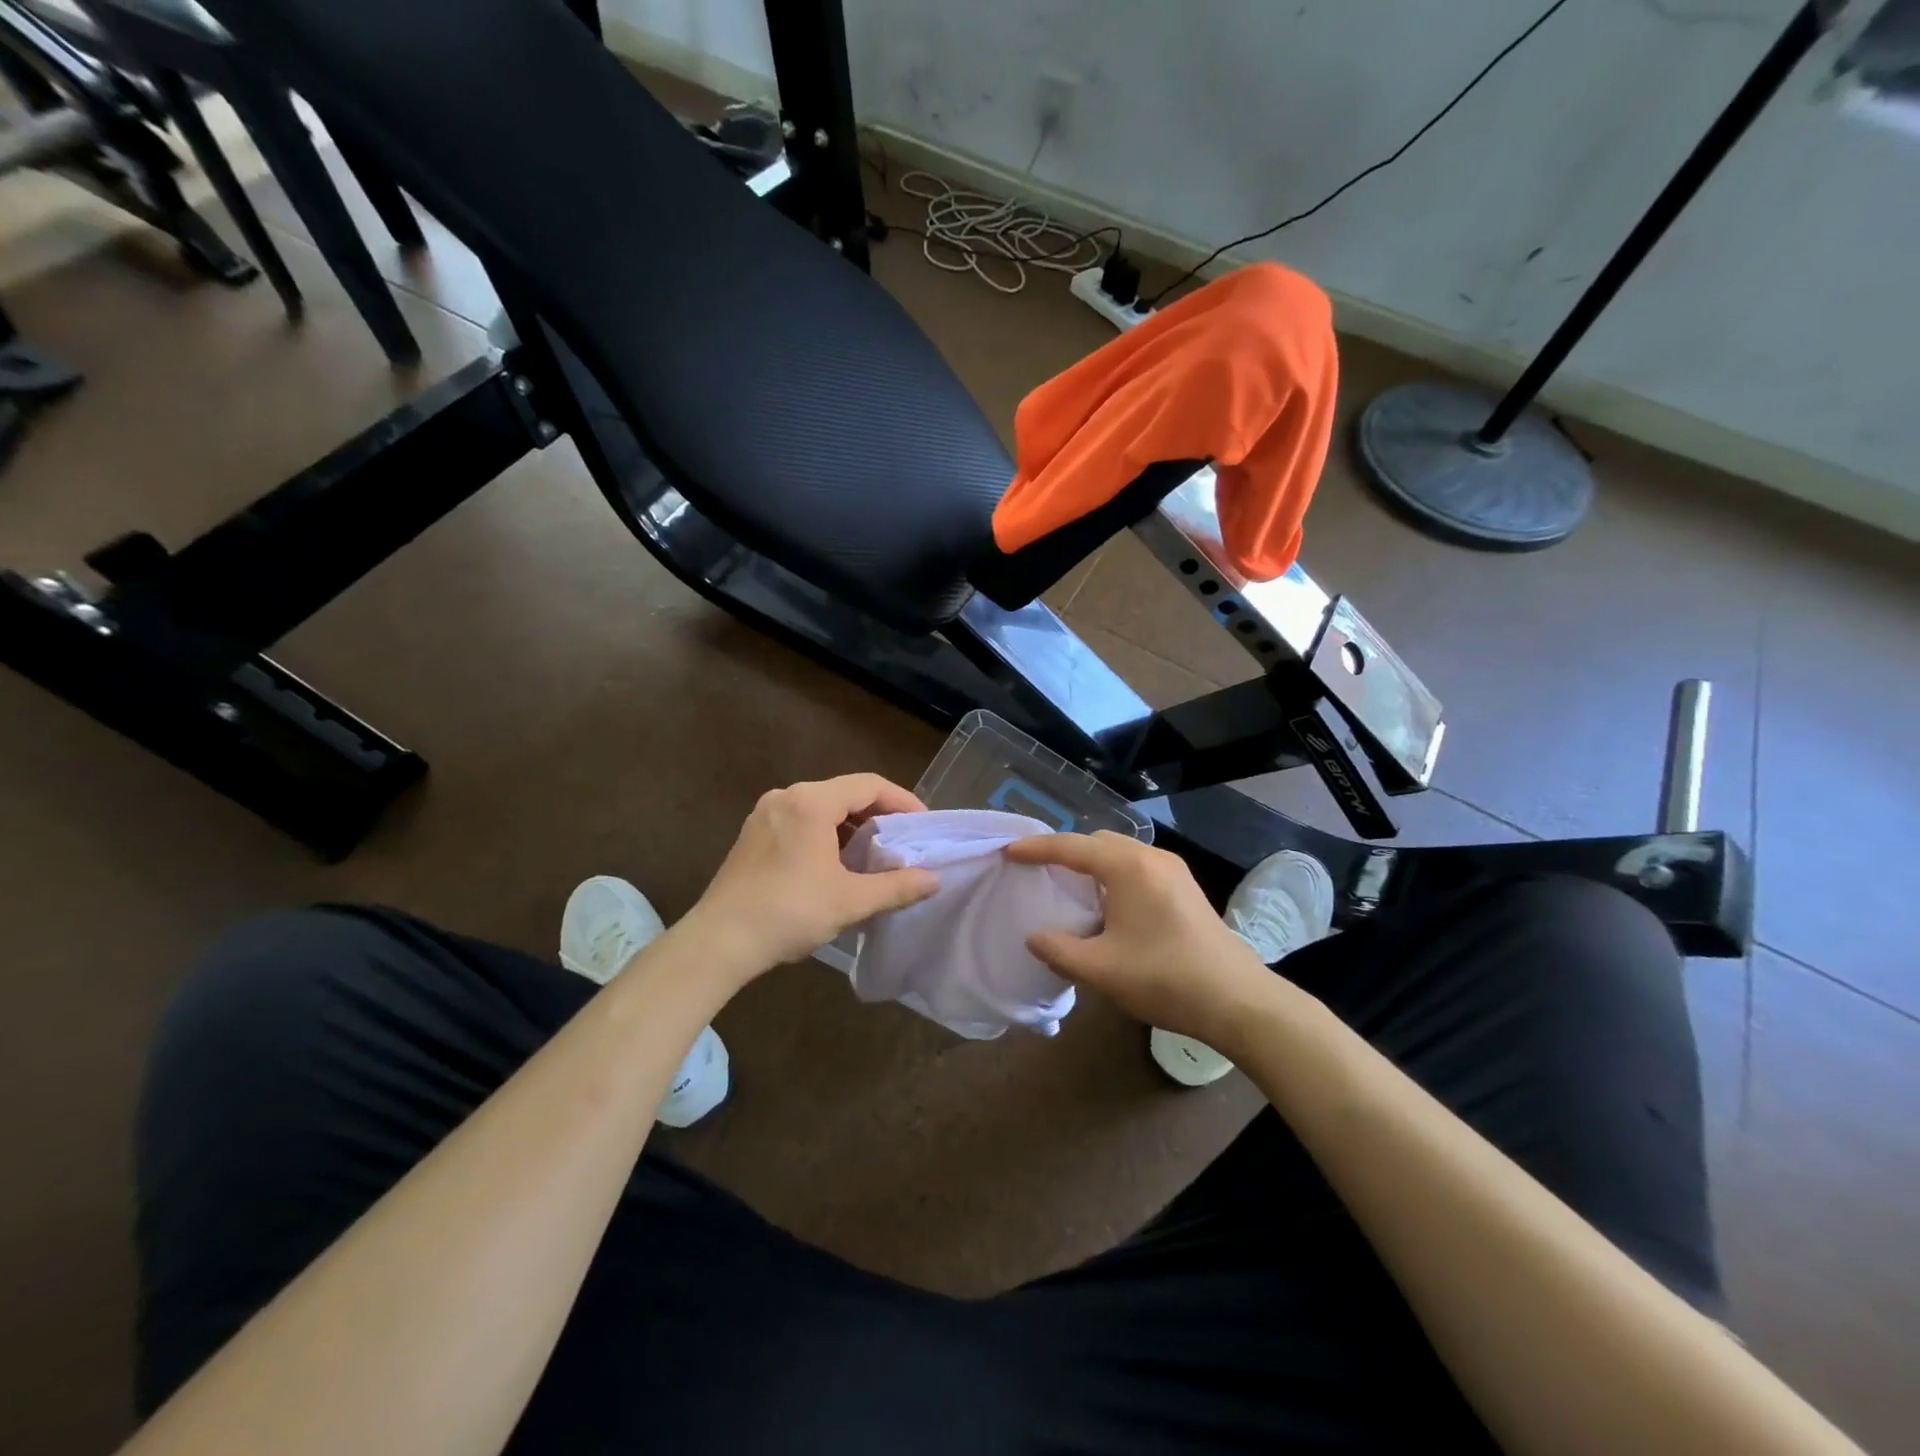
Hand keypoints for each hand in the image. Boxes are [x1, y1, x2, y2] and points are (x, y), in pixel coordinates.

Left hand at [684, 774, 939, 978]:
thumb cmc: (788, 913)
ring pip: (822, 807)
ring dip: (852, 825)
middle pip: (845, 792)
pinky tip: (838, 862)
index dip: (902, 801)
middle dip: (878, 814)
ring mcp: (765, 813)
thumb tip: (934, 880)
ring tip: (875, 853)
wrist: (718, 942)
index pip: (869, 785)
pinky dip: (827, 833)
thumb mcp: (850, 901)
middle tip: (903, 840)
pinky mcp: (753, 833)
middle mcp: (786, 797)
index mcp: (810, 803)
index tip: (923, 825)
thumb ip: (897, 887)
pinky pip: (801, 820)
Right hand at [1005, 831, 1275, 1046]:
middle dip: (1066, 853)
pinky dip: (1114, 876)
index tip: (1009, 853)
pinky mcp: (1186, 888)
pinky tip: (1109, 907)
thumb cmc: (1165, 978)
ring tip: (1071, 890)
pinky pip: (1139, 868)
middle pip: (1098, 842)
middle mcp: (1152, 858)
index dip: (1037, 848)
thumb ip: (1058, 950)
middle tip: (1040, 874)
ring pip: (1121, 854)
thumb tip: (1034, 937)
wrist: (1238, 1000)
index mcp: (1128, 867)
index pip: (1071, 847)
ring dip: (1092, 865)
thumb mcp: (1101, 970)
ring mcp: (1174, 871)